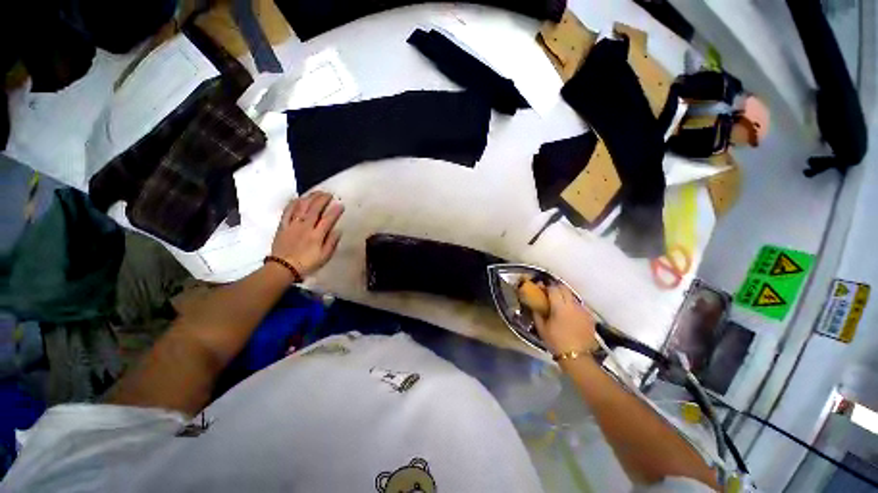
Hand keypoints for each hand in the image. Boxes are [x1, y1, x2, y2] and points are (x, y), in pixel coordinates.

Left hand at [271, 191, 343, 277]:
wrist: (283, 268)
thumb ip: (331, 243)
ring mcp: (292, 225)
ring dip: (309, 198)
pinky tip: (298, 198)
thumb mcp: (324, 257)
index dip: (335, 211)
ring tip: (316, 192)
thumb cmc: (307, 263)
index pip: (328, 219)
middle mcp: (305, 227)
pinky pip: (287, 211)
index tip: (341, 204)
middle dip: (322, 199)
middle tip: (329, 194)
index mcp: (316, 235)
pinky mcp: (283, 226)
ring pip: (301, 207)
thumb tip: (338, 230)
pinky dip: (293, 203)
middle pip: (314, 209)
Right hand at [533, 284, 597, 355]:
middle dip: (556, 288)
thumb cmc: (556, 341)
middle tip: (550, 293)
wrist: (576, 356)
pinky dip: (573, 306)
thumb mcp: (541, 327)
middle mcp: (573, 305)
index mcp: (560, 307)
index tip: (541, 288)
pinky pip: (580, 306)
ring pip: (573, 296)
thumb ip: (537, 313)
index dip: (546, 286)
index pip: (553, 289)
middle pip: (564, 288)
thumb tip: (534, 304)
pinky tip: (570, 313)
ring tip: (560, 303)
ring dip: (565, 296)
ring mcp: (583, 310)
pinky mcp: (589, 317)